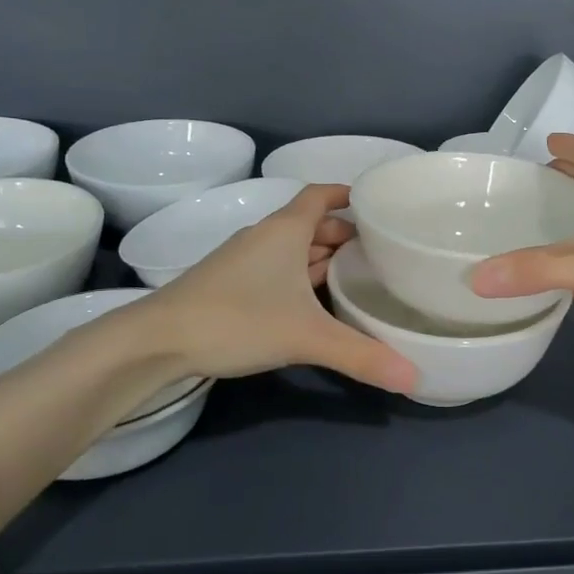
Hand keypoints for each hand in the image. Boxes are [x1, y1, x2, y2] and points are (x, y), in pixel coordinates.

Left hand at [143, 184, 417, 391]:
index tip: (376, 205)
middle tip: (380, 253)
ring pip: (293, 249)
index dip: (347, 195)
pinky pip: (278, 270)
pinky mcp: (231, 285)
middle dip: (344, 234)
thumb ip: (360, 355)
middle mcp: (266, 237)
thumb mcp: (305, 336)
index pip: (321, 195)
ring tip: (357, 277)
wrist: (158, 340)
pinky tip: (315, 303)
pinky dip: (301, 277)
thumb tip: (416, 378)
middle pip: (311, 224)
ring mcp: (245, 261)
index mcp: (285, 230)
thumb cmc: (237, 319)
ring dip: (322, 257)